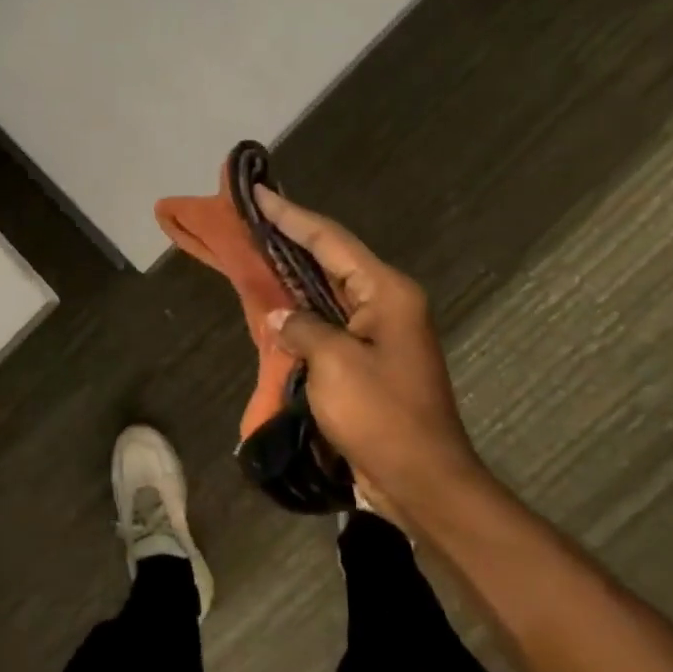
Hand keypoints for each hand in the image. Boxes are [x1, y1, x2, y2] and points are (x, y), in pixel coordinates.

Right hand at [255, 187, 486, 512]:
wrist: (422, 479)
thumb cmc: (381, 415)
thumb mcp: (334, 364)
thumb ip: (302, 329)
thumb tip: (280, 318)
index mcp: (386, 292)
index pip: (330, 240)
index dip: (291, 216)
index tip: (258, 192)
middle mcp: (386, 303)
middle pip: (330, 260)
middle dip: (290, 240)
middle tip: (250, 218)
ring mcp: (379, 333)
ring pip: (328, 292)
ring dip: (294, 276)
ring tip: (256, 252)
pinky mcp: (369, 361)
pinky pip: (329, 325)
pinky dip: (302, 314)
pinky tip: (276, 308)